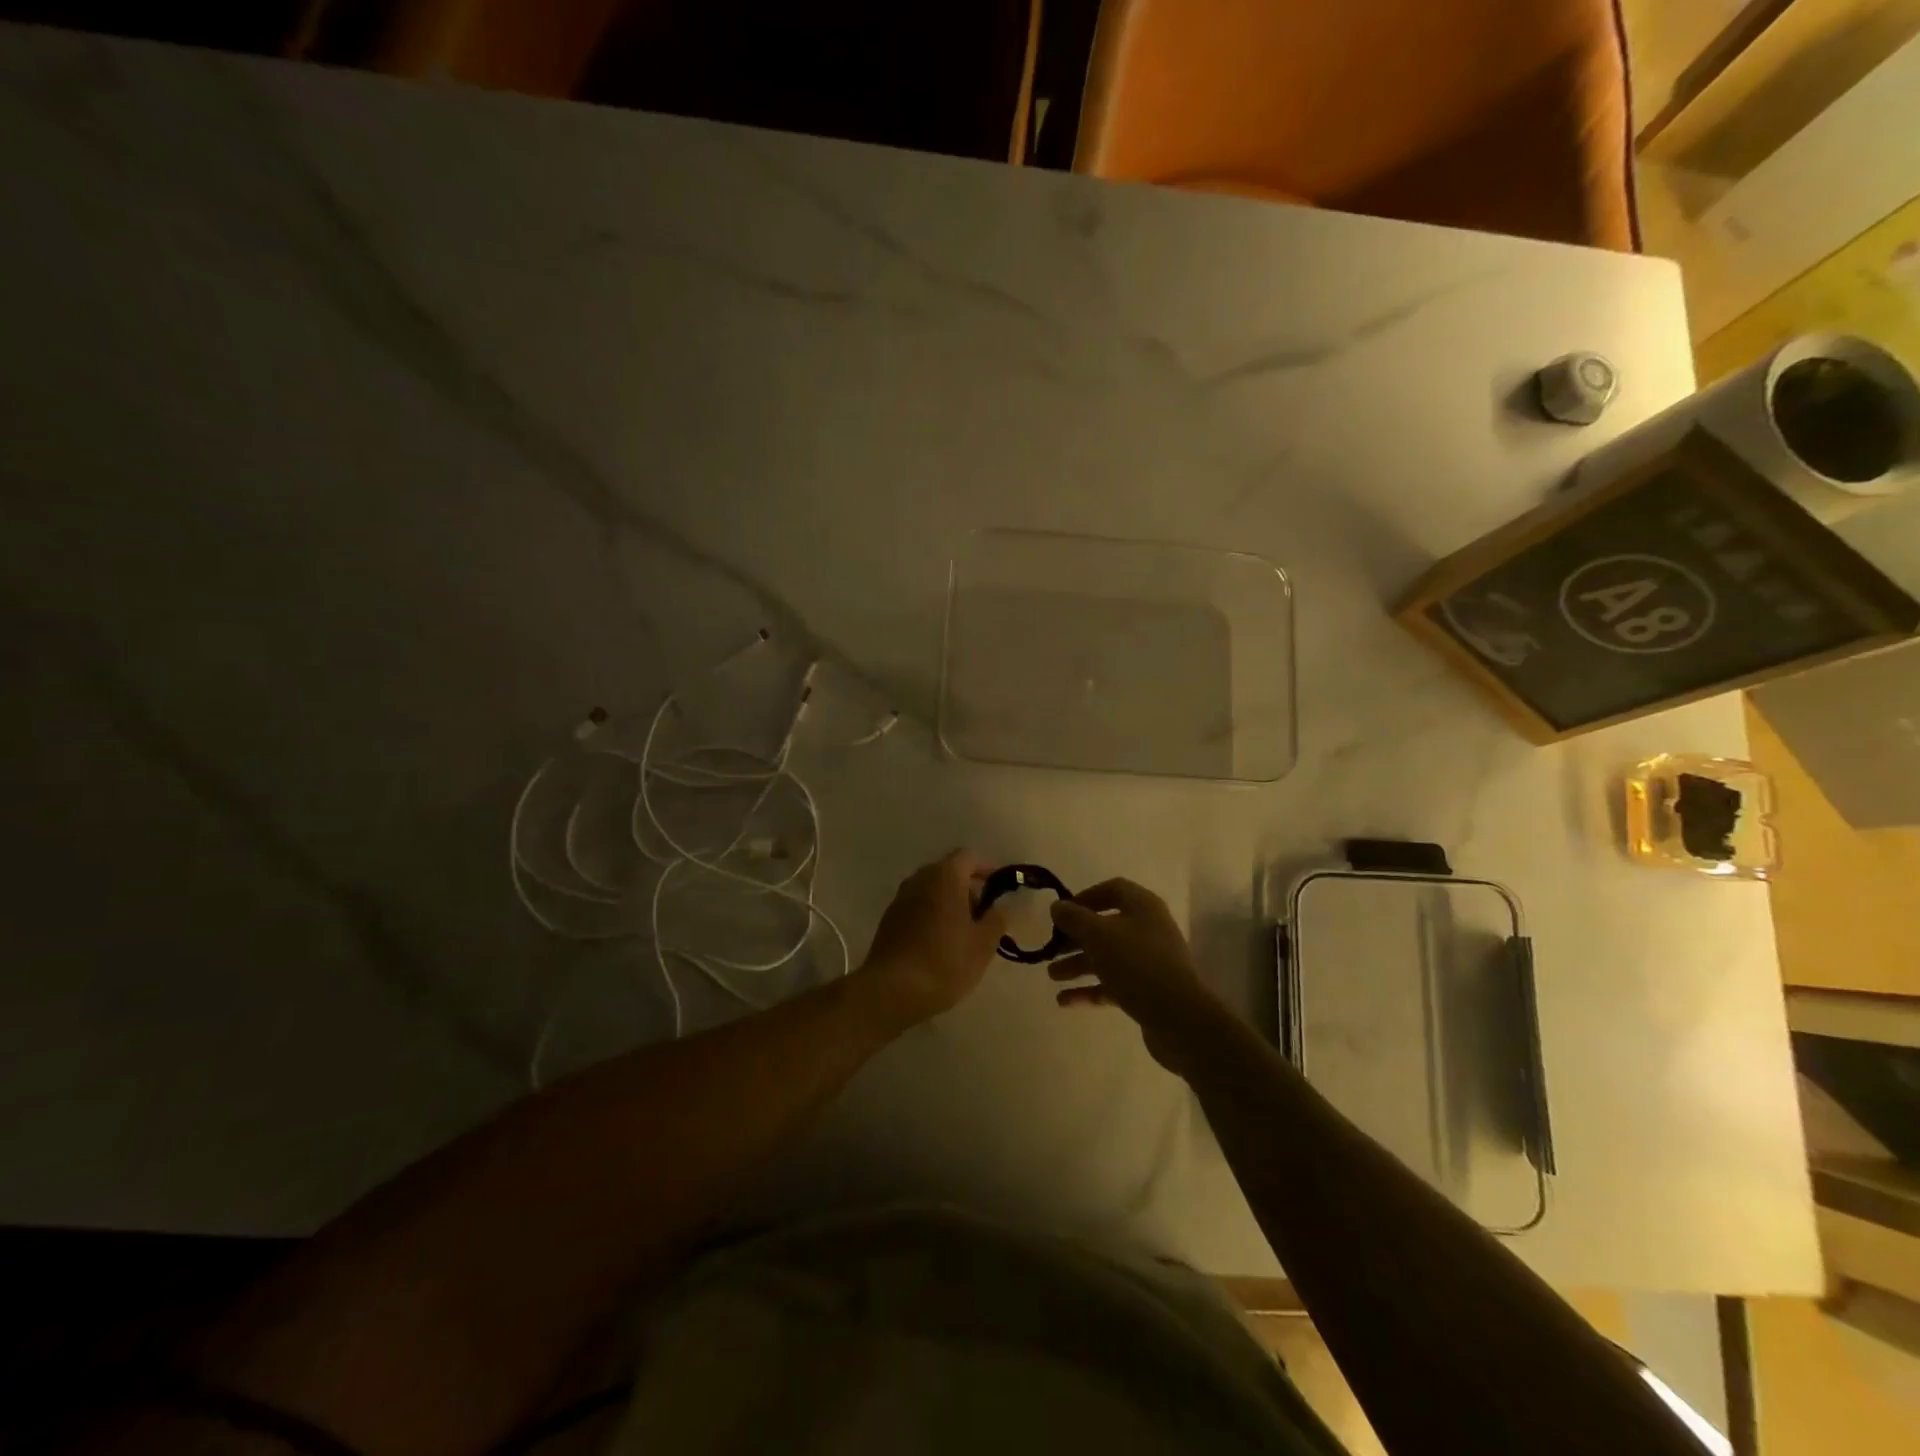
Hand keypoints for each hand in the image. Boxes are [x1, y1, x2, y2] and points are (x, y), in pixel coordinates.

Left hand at [857, 850, 1005, 1030]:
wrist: (892, 990)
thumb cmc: (945, 961)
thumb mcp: (983, 944)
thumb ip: (997, 919)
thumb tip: (1003, 906)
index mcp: (945, 876)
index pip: (969, 857)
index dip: (987, 868)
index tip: (1001, 888)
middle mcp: (920, 879)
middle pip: (949, 872)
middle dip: (969, 888)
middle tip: (985, 915)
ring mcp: (900, 898)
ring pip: (932, 891)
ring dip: (950, 903)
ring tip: (965, 932)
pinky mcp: (889, 919)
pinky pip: (918, 907)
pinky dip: (932, 915)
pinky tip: (940, 943)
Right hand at [1048, 879, 1221, 1072]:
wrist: (1178, 1018)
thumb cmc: (1136, 964)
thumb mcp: (1098, 935)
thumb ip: (1074, 918)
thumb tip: (1057, 906)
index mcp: (1142, 907)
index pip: (1113, 890)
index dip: (1086, 897)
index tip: (1062, 912)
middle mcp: (1148, 930)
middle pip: (1106, 926)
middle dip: (1075, 938)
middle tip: (1051, 949)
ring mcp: (1149, 962)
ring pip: (1107, 957)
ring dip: (1078, 964)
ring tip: (1052, 976)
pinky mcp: (1147, 991)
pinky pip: (1113, 984)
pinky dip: (1090, 990)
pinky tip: (1065, 1001)